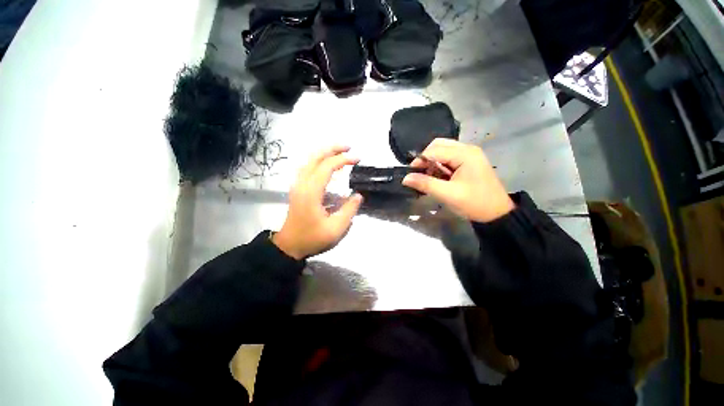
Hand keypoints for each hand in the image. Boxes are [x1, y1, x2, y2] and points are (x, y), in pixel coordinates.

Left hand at [273, 146, 362, 259]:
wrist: (290, 246)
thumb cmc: (312, 238)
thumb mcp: (336, 228)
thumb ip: (349, 210)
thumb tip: (358, 195)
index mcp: (311, 192)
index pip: (327, 167)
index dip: (343, 159)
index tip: (357, 158)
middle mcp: (302, 183)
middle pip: (315, 157)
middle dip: (332, 149)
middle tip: (348, 147)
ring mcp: (297, 185)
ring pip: (309, 161)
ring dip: (324, 153)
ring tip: (339, 152)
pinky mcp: (297, 189)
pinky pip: (306, 168)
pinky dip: (317, 161)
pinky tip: (325, 164)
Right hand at [402, 138, 513, 222]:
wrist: (497, 214)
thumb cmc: (474, 203)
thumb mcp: (448, 194)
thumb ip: (426, 184)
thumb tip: (405, 178)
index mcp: (465, 154)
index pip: (434, 150)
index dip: (420, 161)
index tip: (411, 175)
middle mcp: (467, 149)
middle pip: (438, 145)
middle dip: (426, 159)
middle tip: (420, 175)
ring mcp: (469, 155)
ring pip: (443, 151)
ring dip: (432, 162)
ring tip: (429, 177)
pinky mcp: (469, 162)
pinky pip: (449, 158)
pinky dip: (439, 165)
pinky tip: (438, 177)